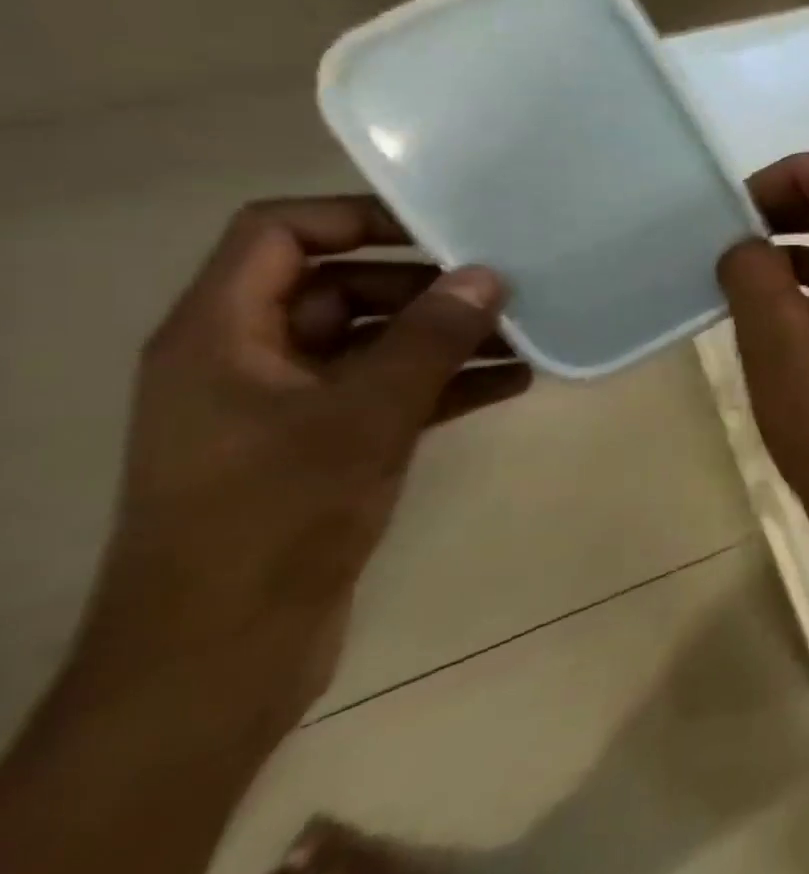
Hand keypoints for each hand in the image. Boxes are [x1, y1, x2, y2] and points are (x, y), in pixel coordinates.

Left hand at [80, 196, 529, 731]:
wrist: (222, 656)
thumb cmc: (273, 519)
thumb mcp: (364, 417)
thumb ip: (428, 340)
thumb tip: (486, 276)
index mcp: (219, 334)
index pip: (278, 233)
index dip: (356, 218)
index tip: (442, 231)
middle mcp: (247, 359)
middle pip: (340, 288)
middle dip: (425, 288)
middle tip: (504, 291)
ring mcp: (287, 406)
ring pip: (375, 343)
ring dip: (446, 338)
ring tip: (524, 336)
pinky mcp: (321, 448)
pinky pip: (391, 392)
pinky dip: (445, 383)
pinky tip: (512, 384)